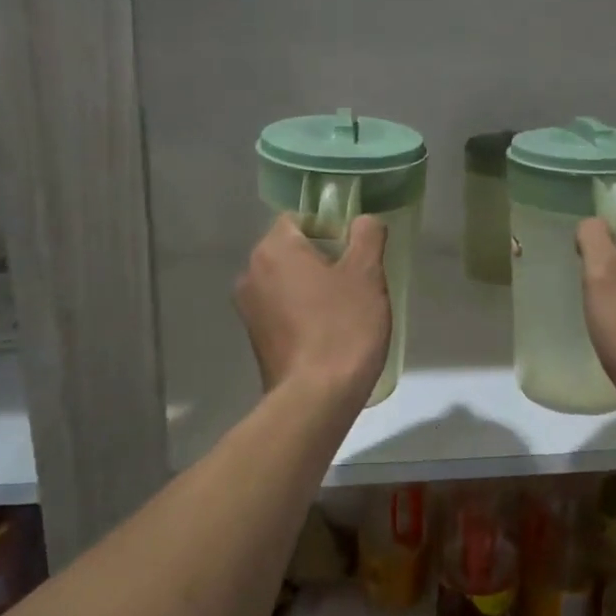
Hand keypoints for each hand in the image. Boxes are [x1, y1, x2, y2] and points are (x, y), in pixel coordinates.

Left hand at [235, 214, 390, 404]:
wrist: (317, 397)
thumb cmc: (343, 326)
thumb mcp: (367, 273)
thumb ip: (367, 235)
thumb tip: (363, 221)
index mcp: (273, 249)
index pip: (299, 218)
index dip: (330, 227)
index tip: (355, 251)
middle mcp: (251, 273)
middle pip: (291, 250)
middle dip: (323, 258)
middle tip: (357, 280)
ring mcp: (249, 309)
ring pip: (287, 281)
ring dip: (313, 287)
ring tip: (345, 310)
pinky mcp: (255, 339)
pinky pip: (282, 310)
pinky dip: (302, 312)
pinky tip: (328, 333)